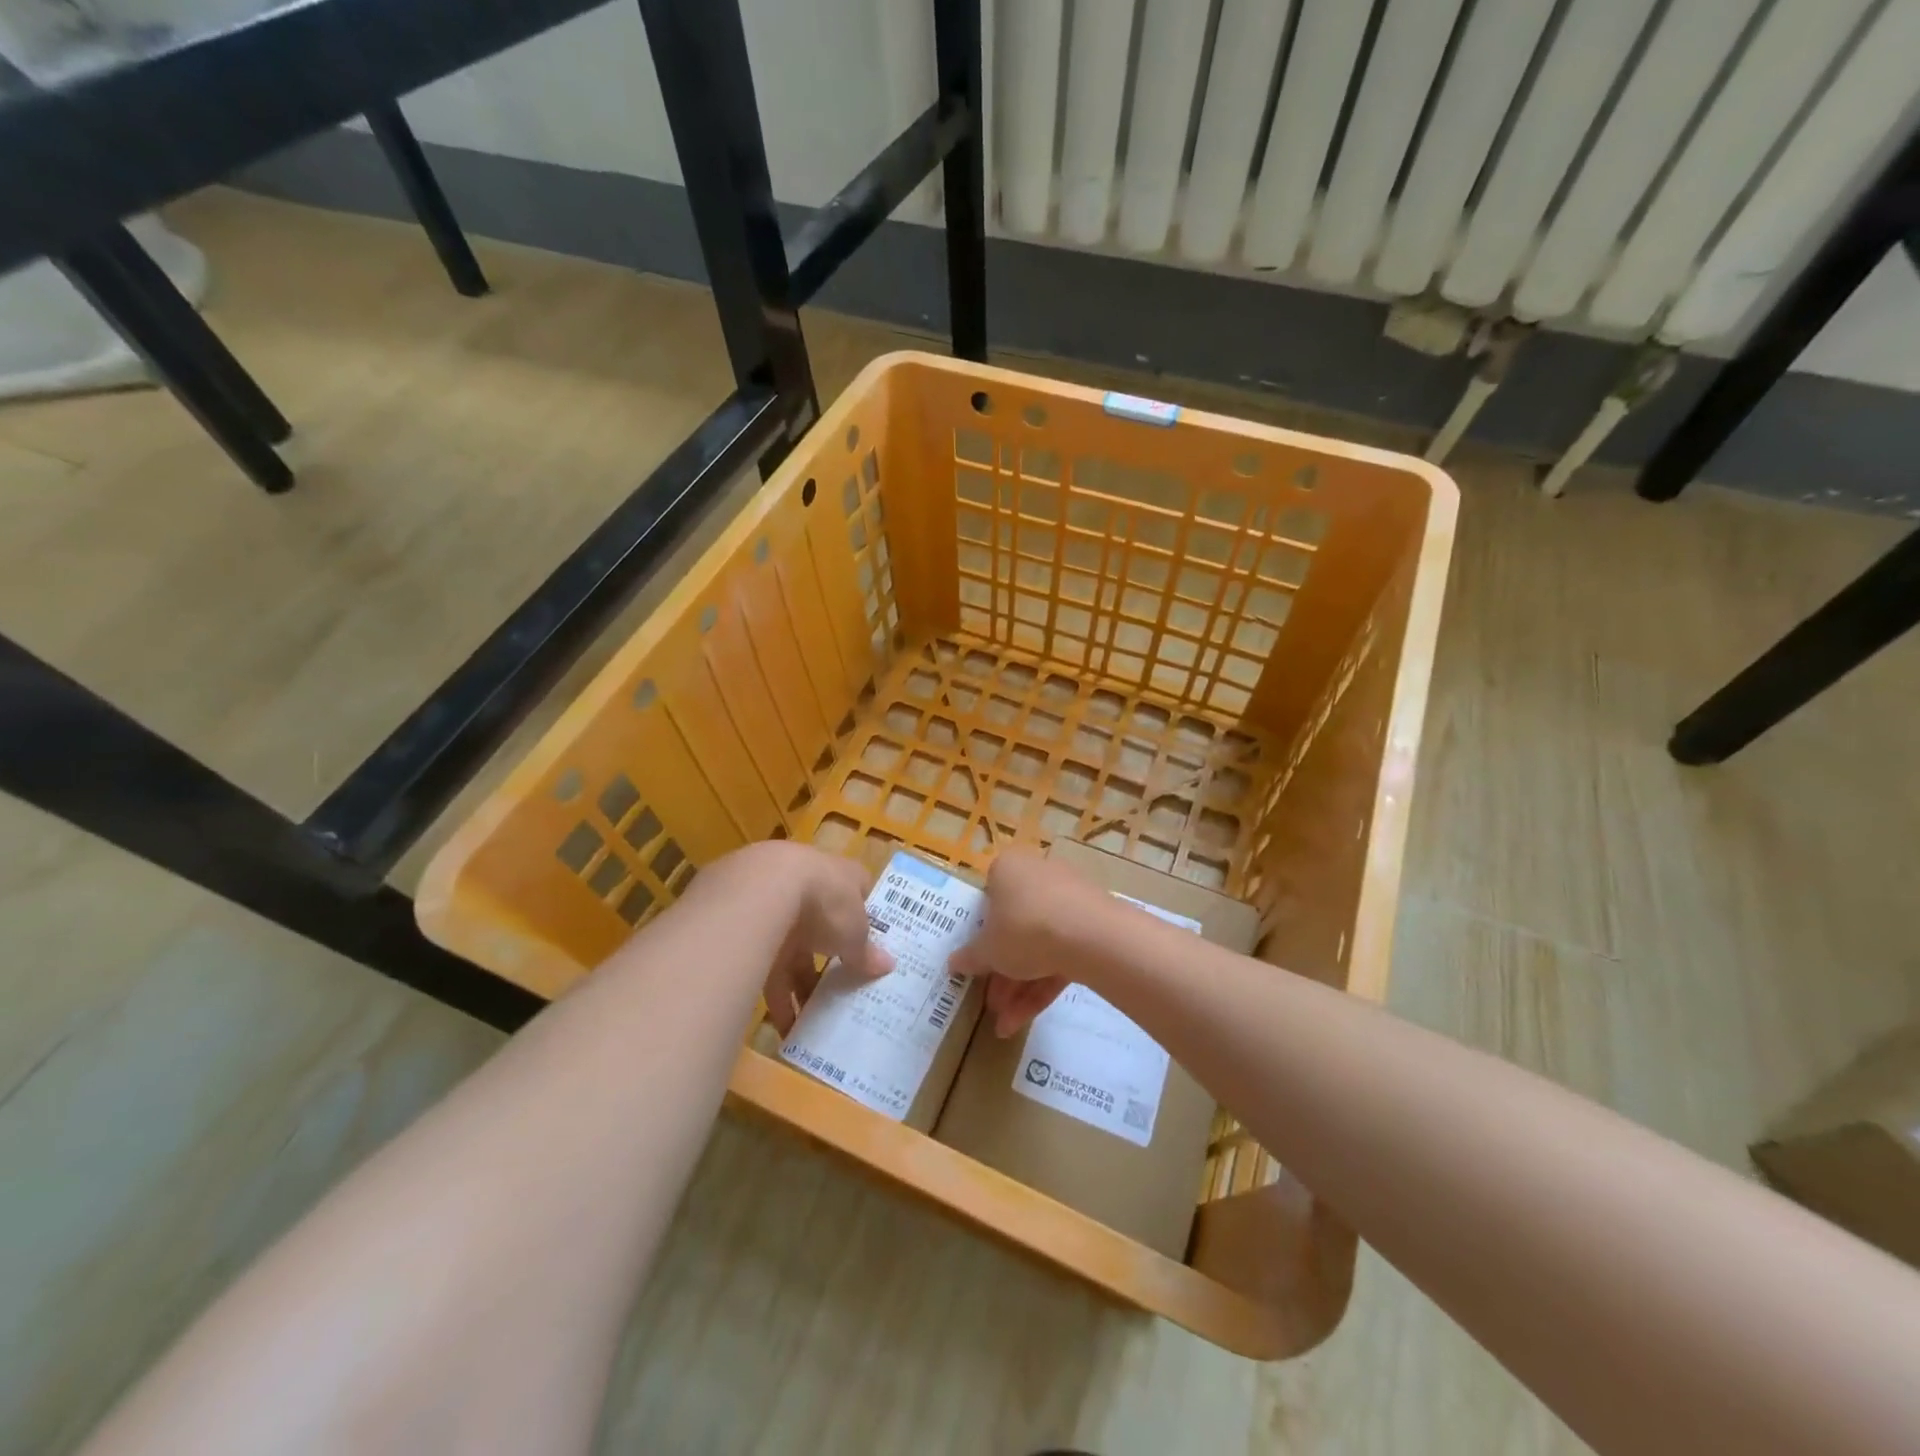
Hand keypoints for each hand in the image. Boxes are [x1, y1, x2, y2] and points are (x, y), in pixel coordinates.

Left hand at [701, 842, 893, 1035]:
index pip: (856, 891)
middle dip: (828, 962)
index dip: (864, 916)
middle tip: (841, 994)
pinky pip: (765, 968)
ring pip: (791, 952)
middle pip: (821, 927)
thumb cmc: (825, 901)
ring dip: (799, 987)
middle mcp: (805, 886)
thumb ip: (867, 950)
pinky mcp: (745, 930)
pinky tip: (783, 1028)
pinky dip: (775, 998)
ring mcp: (774, 906)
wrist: (759, 892)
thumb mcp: (856, 931)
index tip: (872, 945)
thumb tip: (887, 965)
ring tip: (812, 1024)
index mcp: (838, 876)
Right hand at [949, 846, 1117, 1037]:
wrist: (1091, 935)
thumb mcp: (988, 949)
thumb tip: (953, 963)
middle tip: (991, 1003)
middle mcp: (1038, 876)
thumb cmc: (1023, 928)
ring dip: (1019, 986)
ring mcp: (1068, 900)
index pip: (989, 897)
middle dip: (1001, 972)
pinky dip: (1042, 985)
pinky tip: (1022, 1021)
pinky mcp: (1091, 926)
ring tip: (1004, 1025)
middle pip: (1014, 927)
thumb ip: (970, 957)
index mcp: (1009, 868)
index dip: (981, 932)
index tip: (977, 961)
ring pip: (1038, 945)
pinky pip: (1060, 954)